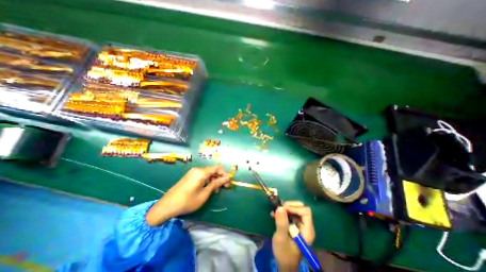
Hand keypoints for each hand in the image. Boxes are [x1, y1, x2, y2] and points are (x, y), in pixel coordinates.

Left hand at [145, 165, 229, 224]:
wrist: (167, 206)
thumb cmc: (187, 201)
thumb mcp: (204, 194)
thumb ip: (216, 184)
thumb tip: (226, 178)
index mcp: (201, 172)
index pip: (217, 167)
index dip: (224, 173)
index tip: (228, 182)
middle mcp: (197, 170)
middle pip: (212, 170)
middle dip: (220, 177)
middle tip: (225, 187)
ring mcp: (193, 173)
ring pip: (208, 173)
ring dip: (214, 180)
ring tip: (217, 190)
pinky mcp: (190, 176)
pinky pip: (202, 176)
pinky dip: (208, 181)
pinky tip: (209, 189)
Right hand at [273, 201, 315, 270]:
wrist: (284, 263)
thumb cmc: (284, 253)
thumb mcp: (281, 238)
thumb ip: (281, 223)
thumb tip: (280, 207)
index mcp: (307, 230)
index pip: (305, 212)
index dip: (295, 208)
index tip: (283, 209)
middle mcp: (306, 226)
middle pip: (301, 208)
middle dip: (289, 206)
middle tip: (279, 208)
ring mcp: (301, 225)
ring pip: (296, 209)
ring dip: (285, 208)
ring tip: (275, 211)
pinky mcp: (295, 224)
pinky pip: (291, 213)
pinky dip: (283, 211)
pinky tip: (275, 214)